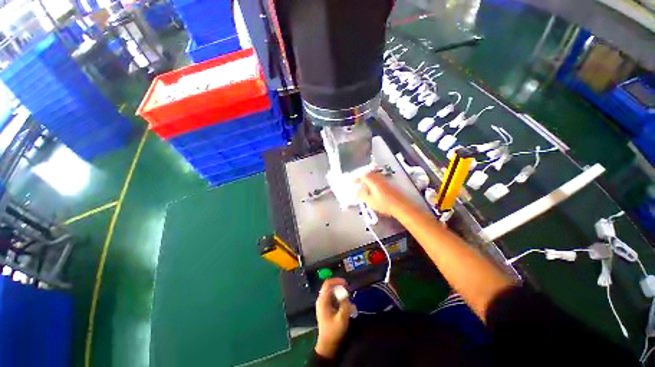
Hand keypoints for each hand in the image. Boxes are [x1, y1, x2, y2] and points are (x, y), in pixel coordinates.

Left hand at [315, 278, 352, 357]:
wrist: (328, 345)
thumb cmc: (334, 332)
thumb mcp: (342, 318)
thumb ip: (344, 304)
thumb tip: (345, 293)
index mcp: (323, 300)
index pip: (328, 283)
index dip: (337, 280)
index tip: (346, 283)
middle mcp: (321, 300)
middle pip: (329, 286)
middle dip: (339, 286)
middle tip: (348, 290)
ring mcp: (323, 303)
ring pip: (331, 291)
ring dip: (340, 292)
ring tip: (348, 297)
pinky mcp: (326, 307)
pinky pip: (332, 297)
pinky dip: (339, 297)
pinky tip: (345, 303)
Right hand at [357, 172, 408, 217]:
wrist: (401, 205)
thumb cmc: (384, 204)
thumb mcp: (370, 201)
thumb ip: (362, 195)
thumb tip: (356, 191)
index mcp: (373, 181)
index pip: (363, 175)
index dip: (357, 178)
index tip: (353, 182)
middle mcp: (379, 178)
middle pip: (369, 174)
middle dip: (363, 178)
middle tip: (359, 183)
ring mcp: (385, 180)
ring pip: (375, 176)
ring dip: (369, 179)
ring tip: (365, 186)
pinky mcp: (390, 184)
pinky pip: (379, 179)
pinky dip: (374, 182)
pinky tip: (374, 189)